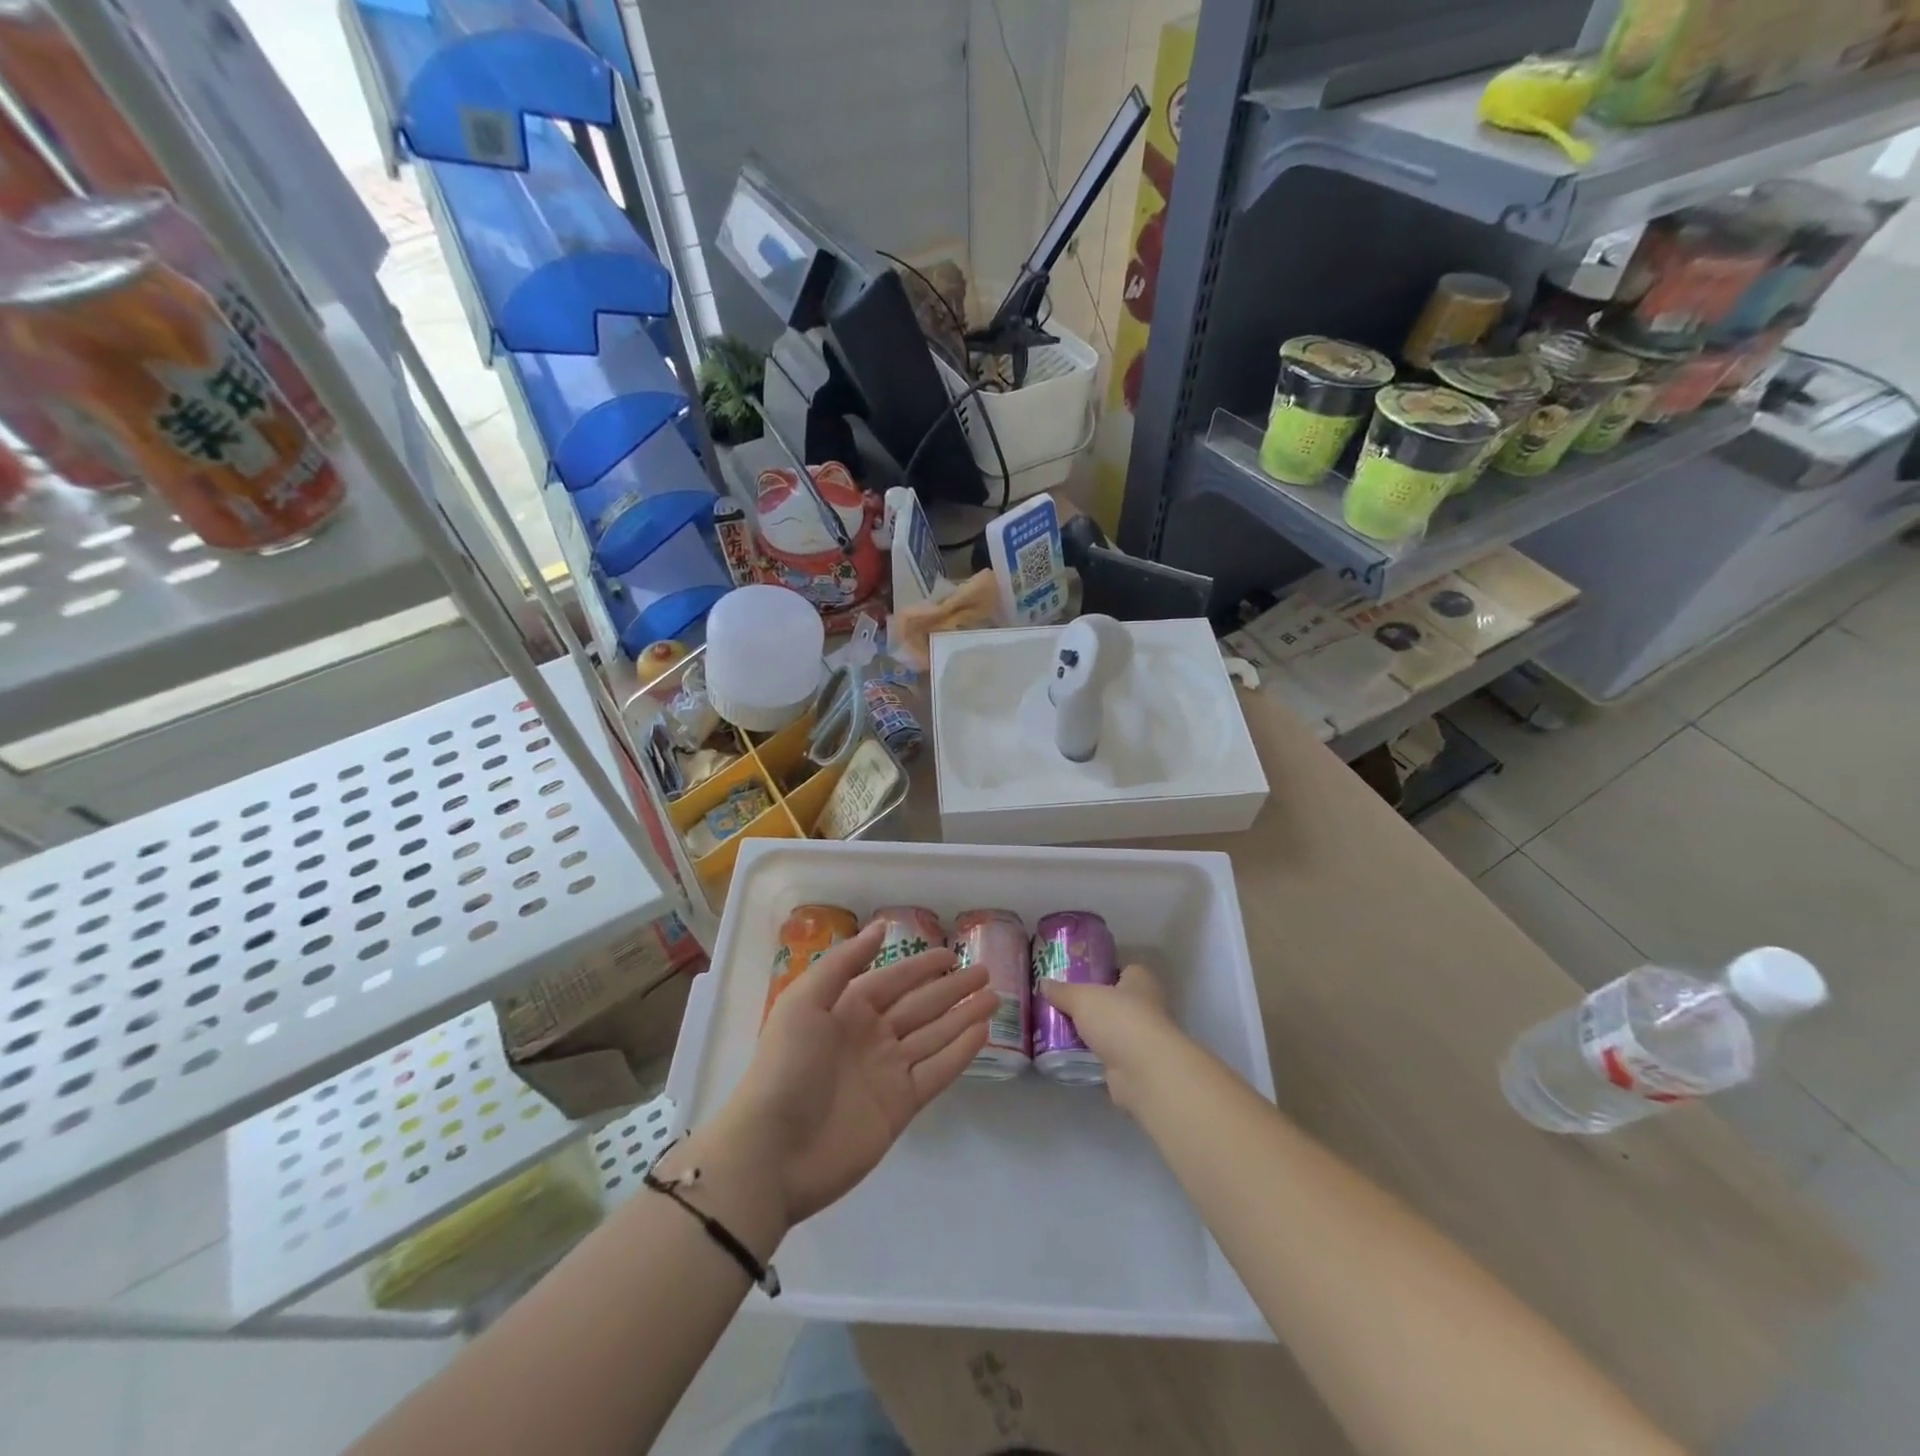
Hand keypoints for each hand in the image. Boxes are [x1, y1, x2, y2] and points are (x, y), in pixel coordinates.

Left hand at [720, 919, 994, 1225]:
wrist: (772, 1151)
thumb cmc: (785, 1066)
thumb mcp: (804, 1001)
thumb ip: (843, 963)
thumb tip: (880, 927)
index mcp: (846, 1010)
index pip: (893, 980)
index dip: (922, 966)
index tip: (952, 953)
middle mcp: (870, 1037)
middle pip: (920, 1006)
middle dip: (952, 988)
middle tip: (986, 972)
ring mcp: (887, 1072)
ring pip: (934, 1036)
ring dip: (963, 1016)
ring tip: (994, 997)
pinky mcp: (900, 1106)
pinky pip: (936, 1071)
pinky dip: (960, 1052)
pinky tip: (982, 1032)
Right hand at [1038, 964, 1181, 1111]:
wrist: (1144, 1073)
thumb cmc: (1119, 1020)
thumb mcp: (1082, 998)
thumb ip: (1063, 991)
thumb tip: (1044, 983)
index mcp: (1141, 980)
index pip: (1123, 969)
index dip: (1102, 971)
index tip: (1077, 976)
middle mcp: (1147, 1006)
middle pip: (1116, 1000)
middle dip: (1093, 1004)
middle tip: (1063, 1003)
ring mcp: (1143, 1038)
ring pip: (1112, 1029)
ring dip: (1093, 1031)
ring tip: (1060, 1028)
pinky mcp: (1135, 1065)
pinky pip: (1109, 1053)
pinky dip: (1094, 1054)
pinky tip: (1071, 1053)